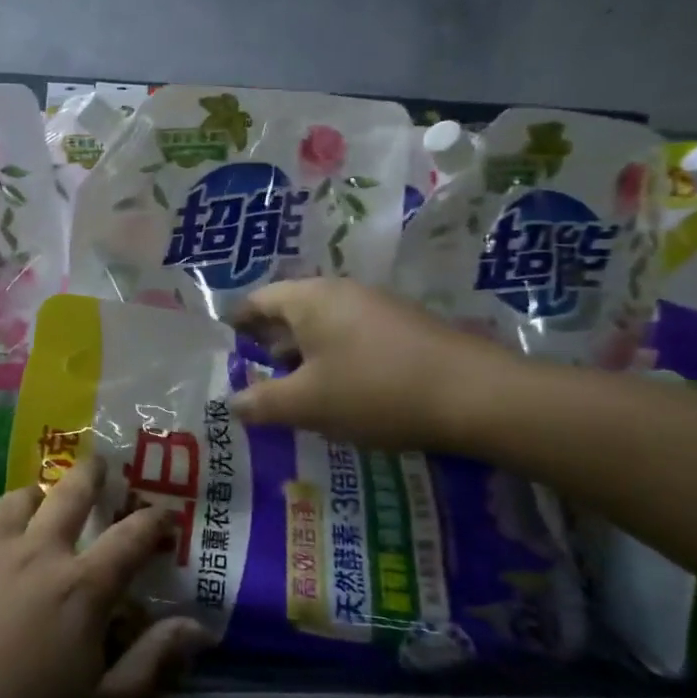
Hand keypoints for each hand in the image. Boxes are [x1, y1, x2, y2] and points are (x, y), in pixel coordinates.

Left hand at [0, 457, 210, 697]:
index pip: (132, 537)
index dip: (154, 521)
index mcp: (82, 588)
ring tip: (43, 502)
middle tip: (101, 464)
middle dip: (92, 474)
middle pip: (70, 493)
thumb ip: (153, 666)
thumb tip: (197, 626)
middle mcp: (36, 553)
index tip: (165, 514)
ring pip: (18, 500)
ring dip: (40, 494)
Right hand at [227, 278, 521, 451]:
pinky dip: (333, 359)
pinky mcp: (403, 328)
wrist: (474, 395)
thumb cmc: (374, 391)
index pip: (258, 301)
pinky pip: (352, 337)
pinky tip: (337, 392)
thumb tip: (231, 403)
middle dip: (268, 343)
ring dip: (302, 354)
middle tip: (250, 374)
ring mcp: (376, 307)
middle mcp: (340, 293)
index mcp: (310, 299)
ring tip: (290, 389)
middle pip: (290, 311)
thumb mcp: (308, 404)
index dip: (236, 324)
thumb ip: (262, 402)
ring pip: (323, 326)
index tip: (222, 346)